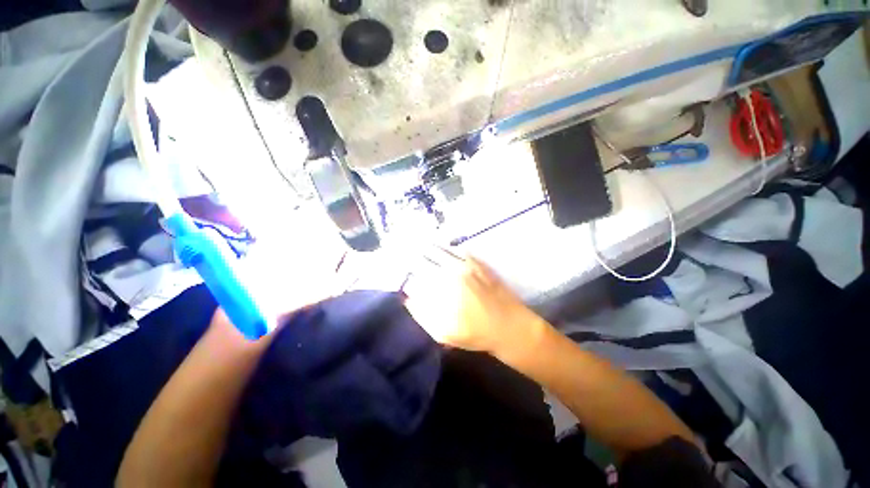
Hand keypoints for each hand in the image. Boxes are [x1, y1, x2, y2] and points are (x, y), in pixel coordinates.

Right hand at [404, 250, 545, 358]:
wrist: (509, 326)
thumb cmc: (475, 334)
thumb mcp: (443, 333)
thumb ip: (422, 314)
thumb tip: (407, 297)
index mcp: (439, 292)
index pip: (413, 277)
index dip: (403, 275)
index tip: (397, 274)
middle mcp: (449, 273)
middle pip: (423, 259)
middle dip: (410, 257)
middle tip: (401, 254)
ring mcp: (464, 265)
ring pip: (438, 250)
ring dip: (425, 248)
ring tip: (415, 245)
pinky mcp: (476, 262)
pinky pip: (456, 249)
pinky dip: (444, 247)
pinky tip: (439, 246)